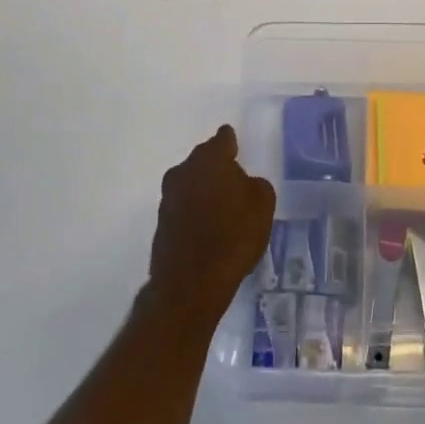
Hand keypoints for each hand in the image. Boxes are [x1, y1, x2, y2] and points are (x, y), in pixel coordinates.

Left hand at [146, 125, 275, 326]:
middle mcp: (185, 170)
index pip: (223, 138)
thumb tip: (243, 184)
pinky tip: (207, 229)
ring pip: (191, 183)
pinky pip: (183, 207)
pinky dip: (194, 212)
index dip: (232, 142)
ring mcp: (168, 196)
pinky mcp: (160, 223)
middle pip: (204, 159)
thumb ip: (255, 184)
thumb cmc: (233, 236)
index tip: (238, 149)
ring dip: (203, 190)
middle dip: (217, 167)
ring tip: (221, 208)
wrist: (191, 285)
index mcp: (211, 158)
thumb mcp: (263, 204)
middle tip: (233, 181)